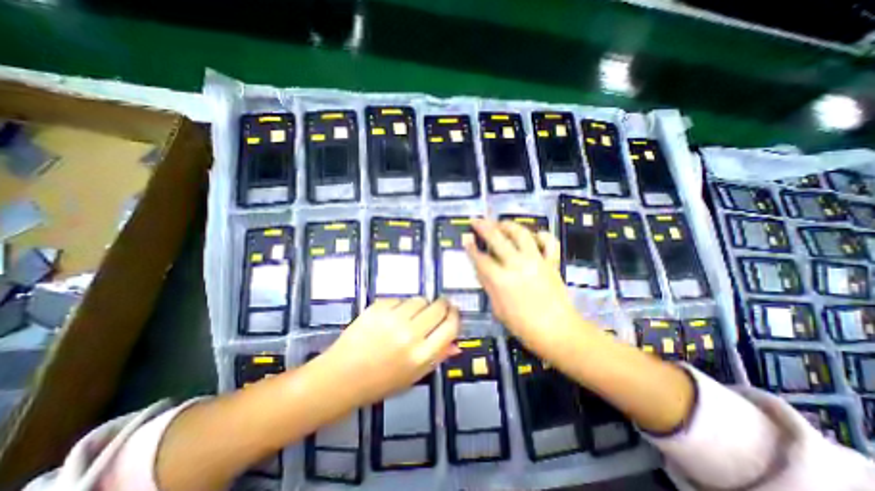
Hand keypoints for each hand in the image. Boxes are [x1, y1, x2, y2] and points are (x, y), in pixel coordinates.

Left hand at [321, 299, 457, 405]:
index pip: (450, 326)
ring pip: (420, 300)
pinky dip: (401, 305)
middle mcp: (410, 334)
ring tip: (412, 315)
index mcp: (422, 355)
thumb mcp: (414, 376)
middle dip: (442, 305)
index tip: (453, 312)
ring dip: (421, 305)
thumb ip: (437, 357)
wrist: (341, 377)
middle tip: (437, 308)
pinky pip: (400, 299)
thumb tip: (456, 343)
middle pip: (438, 307)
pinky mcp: (378, 308)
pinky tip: (393, 316)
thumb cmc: (380, 382)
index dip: (455, 315)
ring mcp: (393, 319)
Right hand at [464, 220, 587, 349]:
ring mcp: (536, 261)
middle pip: (497, 239)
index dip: (471, 248)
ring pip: (521, 234)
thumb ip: (488, 285)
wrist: (558, 331)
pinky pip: (549, 242)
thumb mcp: (498, 309)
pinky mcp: (552, 262)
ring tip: (500, 223)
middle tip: (476, 220)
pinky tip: (534, 235)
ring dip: (509, 225)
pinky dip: (542, 235)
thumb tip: (481, 268)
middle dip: (484, 227)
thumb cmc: (524, 326)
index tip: (465, 239)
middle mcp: (517, 265)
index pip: (481, 259)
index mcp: (502, 280)